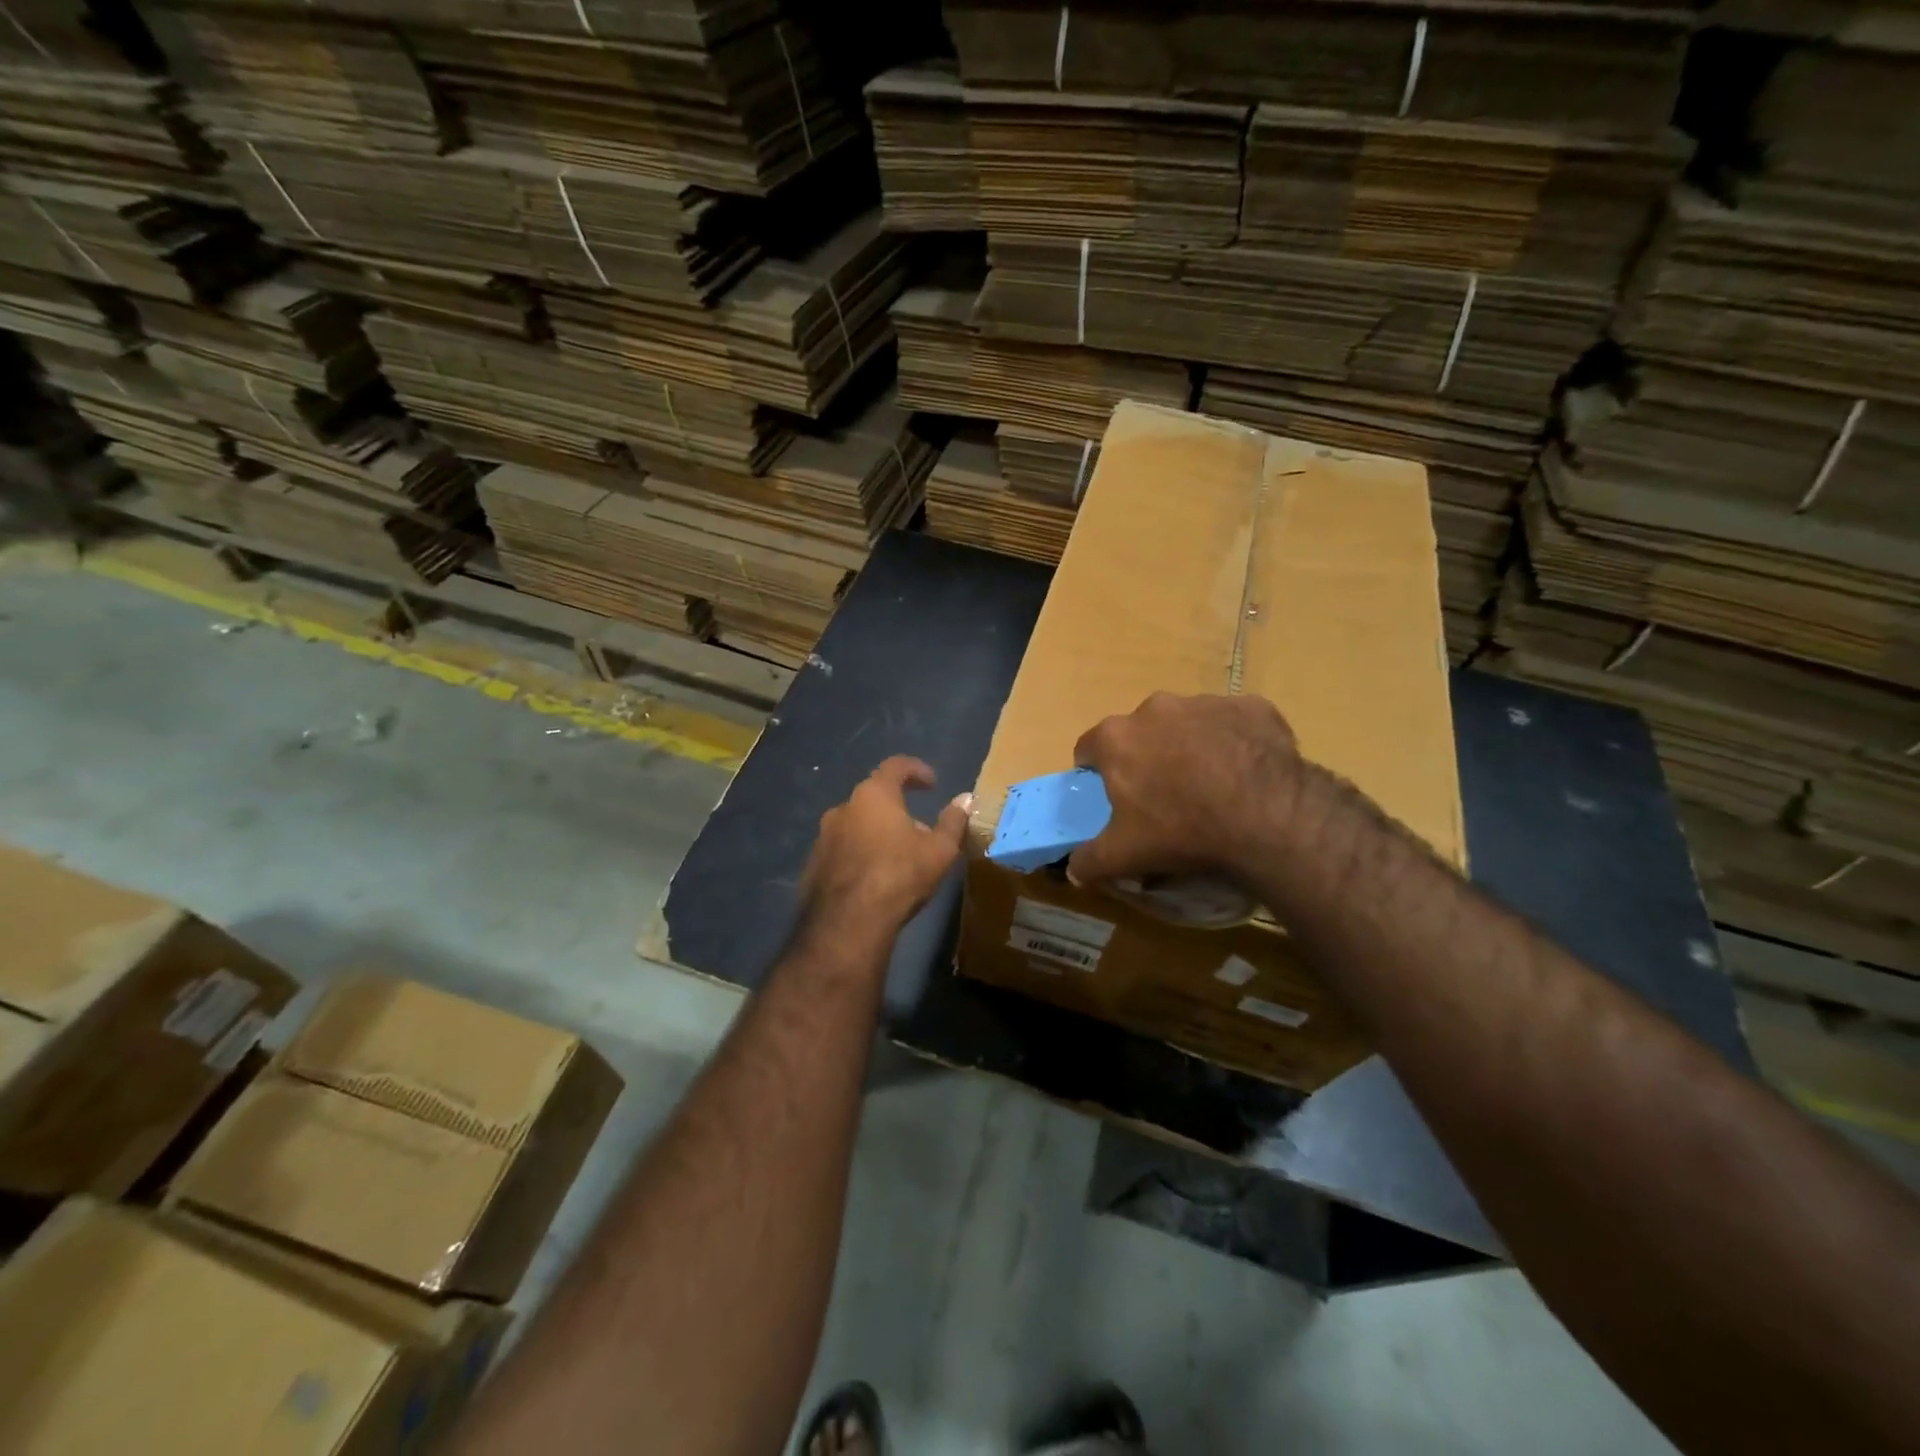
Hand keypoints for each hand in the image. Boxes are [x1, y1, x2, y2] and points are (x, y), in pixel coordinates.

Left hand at [800, 756, 971, 932]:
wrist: (847, 922)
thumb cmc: (899, 875)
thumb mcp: (939, 850)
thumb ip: (953, 821)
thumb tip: (966, 799)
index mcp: (874, 795)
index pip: (895, 766)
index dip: (916, 770)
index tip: (932, 782)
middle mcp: (844, 807)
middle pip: (874, 797)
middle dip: (898, 808)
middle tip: (919, 829)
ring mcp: (824, 835)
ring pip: (856, 823)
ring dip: (877, 831)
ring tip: (897, 856)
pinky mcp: (813, 863)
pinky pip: (842, 848)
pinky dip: (859, 853)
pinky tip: (873, 877)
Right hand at [1067, 692, 1303, 887]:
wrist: (1267, 816)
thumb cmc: (1181, 830)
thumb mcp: (1123, 856)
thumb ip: (1089, 861)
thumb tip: (1073, 868)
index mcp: (1117, 738)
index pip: (1089, 748)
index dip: (1097, 772)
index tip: (1113, 796)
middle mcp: (1156, 708)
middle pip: (1141, 732)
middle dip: (1148, 757)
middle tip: (1165, 796)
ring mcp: (1206, 703)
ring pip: (1188, 724)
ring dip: (1192, 747)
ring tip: (1212, 787)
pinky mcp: (1251, 707)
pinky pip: (1235, 723)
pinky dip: (1236, 742)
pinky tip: (1248, 775)